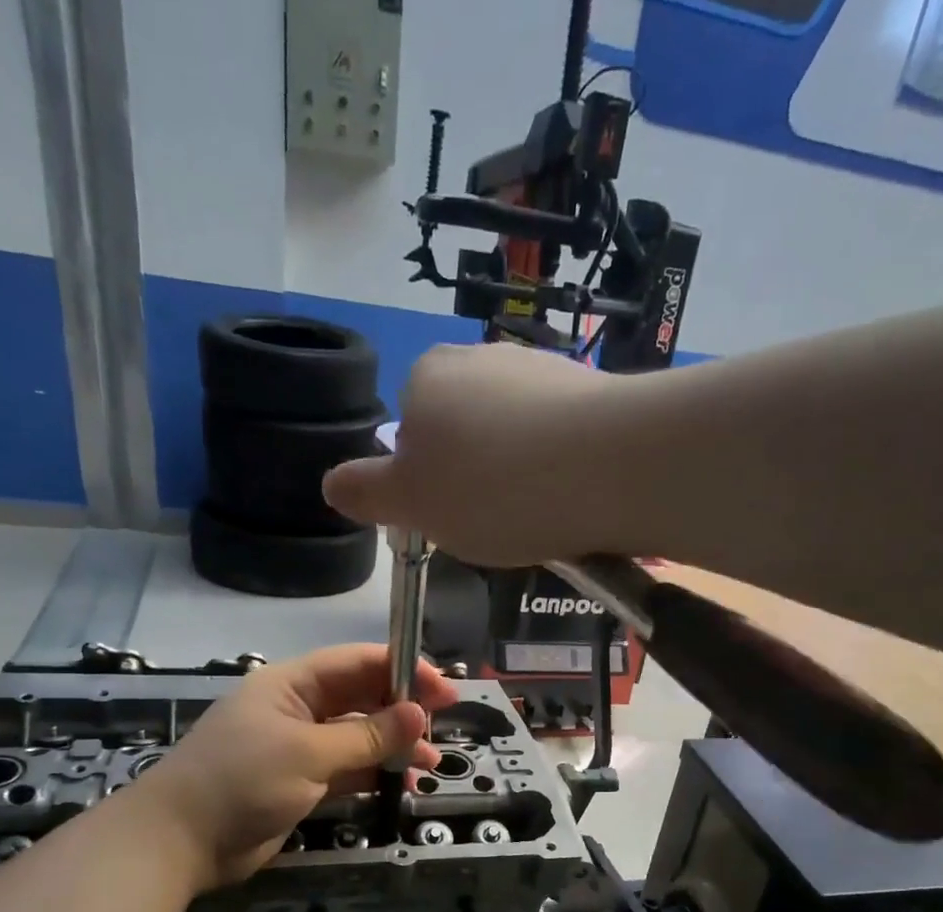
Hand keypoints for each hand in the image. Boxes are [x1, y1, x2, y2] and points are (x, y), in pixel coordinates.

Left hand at [137, 645, 459, 889]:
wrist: (179, 843)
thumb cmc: (241, 781)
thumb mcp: (308, 753)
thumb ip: (367, 735)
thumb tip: (419, 714)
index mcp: (292, 685)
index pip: (356, 663)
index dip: (402, 669)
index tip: (443, 688)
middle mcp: (298, 709)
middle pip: (361, 697)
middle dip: (402, 708)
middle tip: (443, 723)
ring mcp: (299, 748)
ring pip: (359, 736)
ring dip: (394, 744)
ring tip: (430, 761)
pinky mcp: (301, 783)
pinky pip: (348, 769)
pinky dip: (375, 772)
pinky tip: (403, 780)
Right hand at [323, 343, 635, 565]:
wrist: (609, 465)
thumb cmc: (492, 489)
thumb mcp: (411, 504)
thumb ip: (366, 492)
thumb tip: (333, 483)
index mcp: (427, 377)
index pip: (411, 434)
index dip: (427, 484)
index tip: (452, 518)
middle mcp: (482, 357)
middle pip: (465, 432)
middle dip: (476, 479)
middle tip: (496, 524)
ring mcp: (543, 369)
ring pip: (517, 436)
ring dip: (522, 476)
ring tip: (543, 517)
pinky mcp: (596, 391)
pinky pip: (564, 440)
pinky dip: (564, 469)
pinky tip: (578, 498)